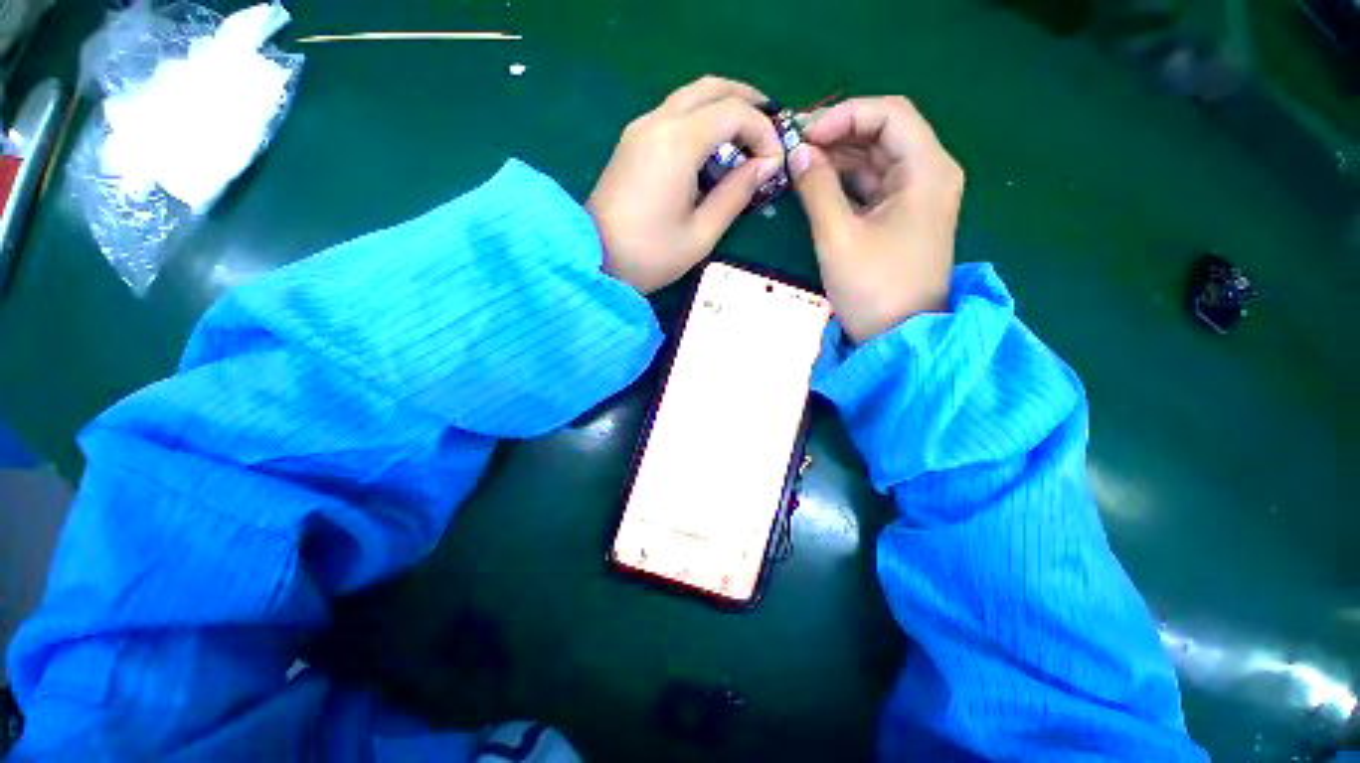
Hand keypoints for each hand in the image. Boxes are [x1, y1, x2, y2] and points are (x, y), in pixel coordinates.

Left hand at [589, 77, 784, 293]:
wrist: (593, 260)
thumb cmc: (649, 255)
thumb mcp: (701, 233)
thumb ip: (736, 194)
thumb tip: (765, 166)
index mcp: (677, 143)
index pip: (734, 111)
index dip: (764, 131)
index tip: (774, 164)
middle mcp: (657, 122)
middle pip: (711, 87)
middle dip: (747, 102)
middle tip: (768, 133)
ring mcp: (640, 129)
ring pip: (690, 97)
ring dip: (723, 110)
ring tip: (744, 143)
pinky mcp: (632, 142)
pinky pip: (673, 115)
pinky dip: (700, 122)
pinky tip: (712, 152)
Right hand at [789, 96, 964, 342]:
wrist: (898, 336)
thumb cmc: (873, 287)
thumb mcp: (838, 237)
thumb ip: (817, 189)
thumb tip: (798, 152)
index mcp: (927, 170)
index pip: (890, 114)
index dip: (845, 115)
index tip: (805, 136)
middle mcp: (929, 174)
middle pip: (883, 134)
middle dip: (838, 135)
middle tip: (795, 149)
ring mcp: (916, 198)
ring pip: (876, 161)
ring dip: (839, 159)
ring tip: (800, 166)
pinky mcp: (901, 219)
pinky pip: (873, 187)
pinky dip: (845, 183)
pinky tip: (817, 187)